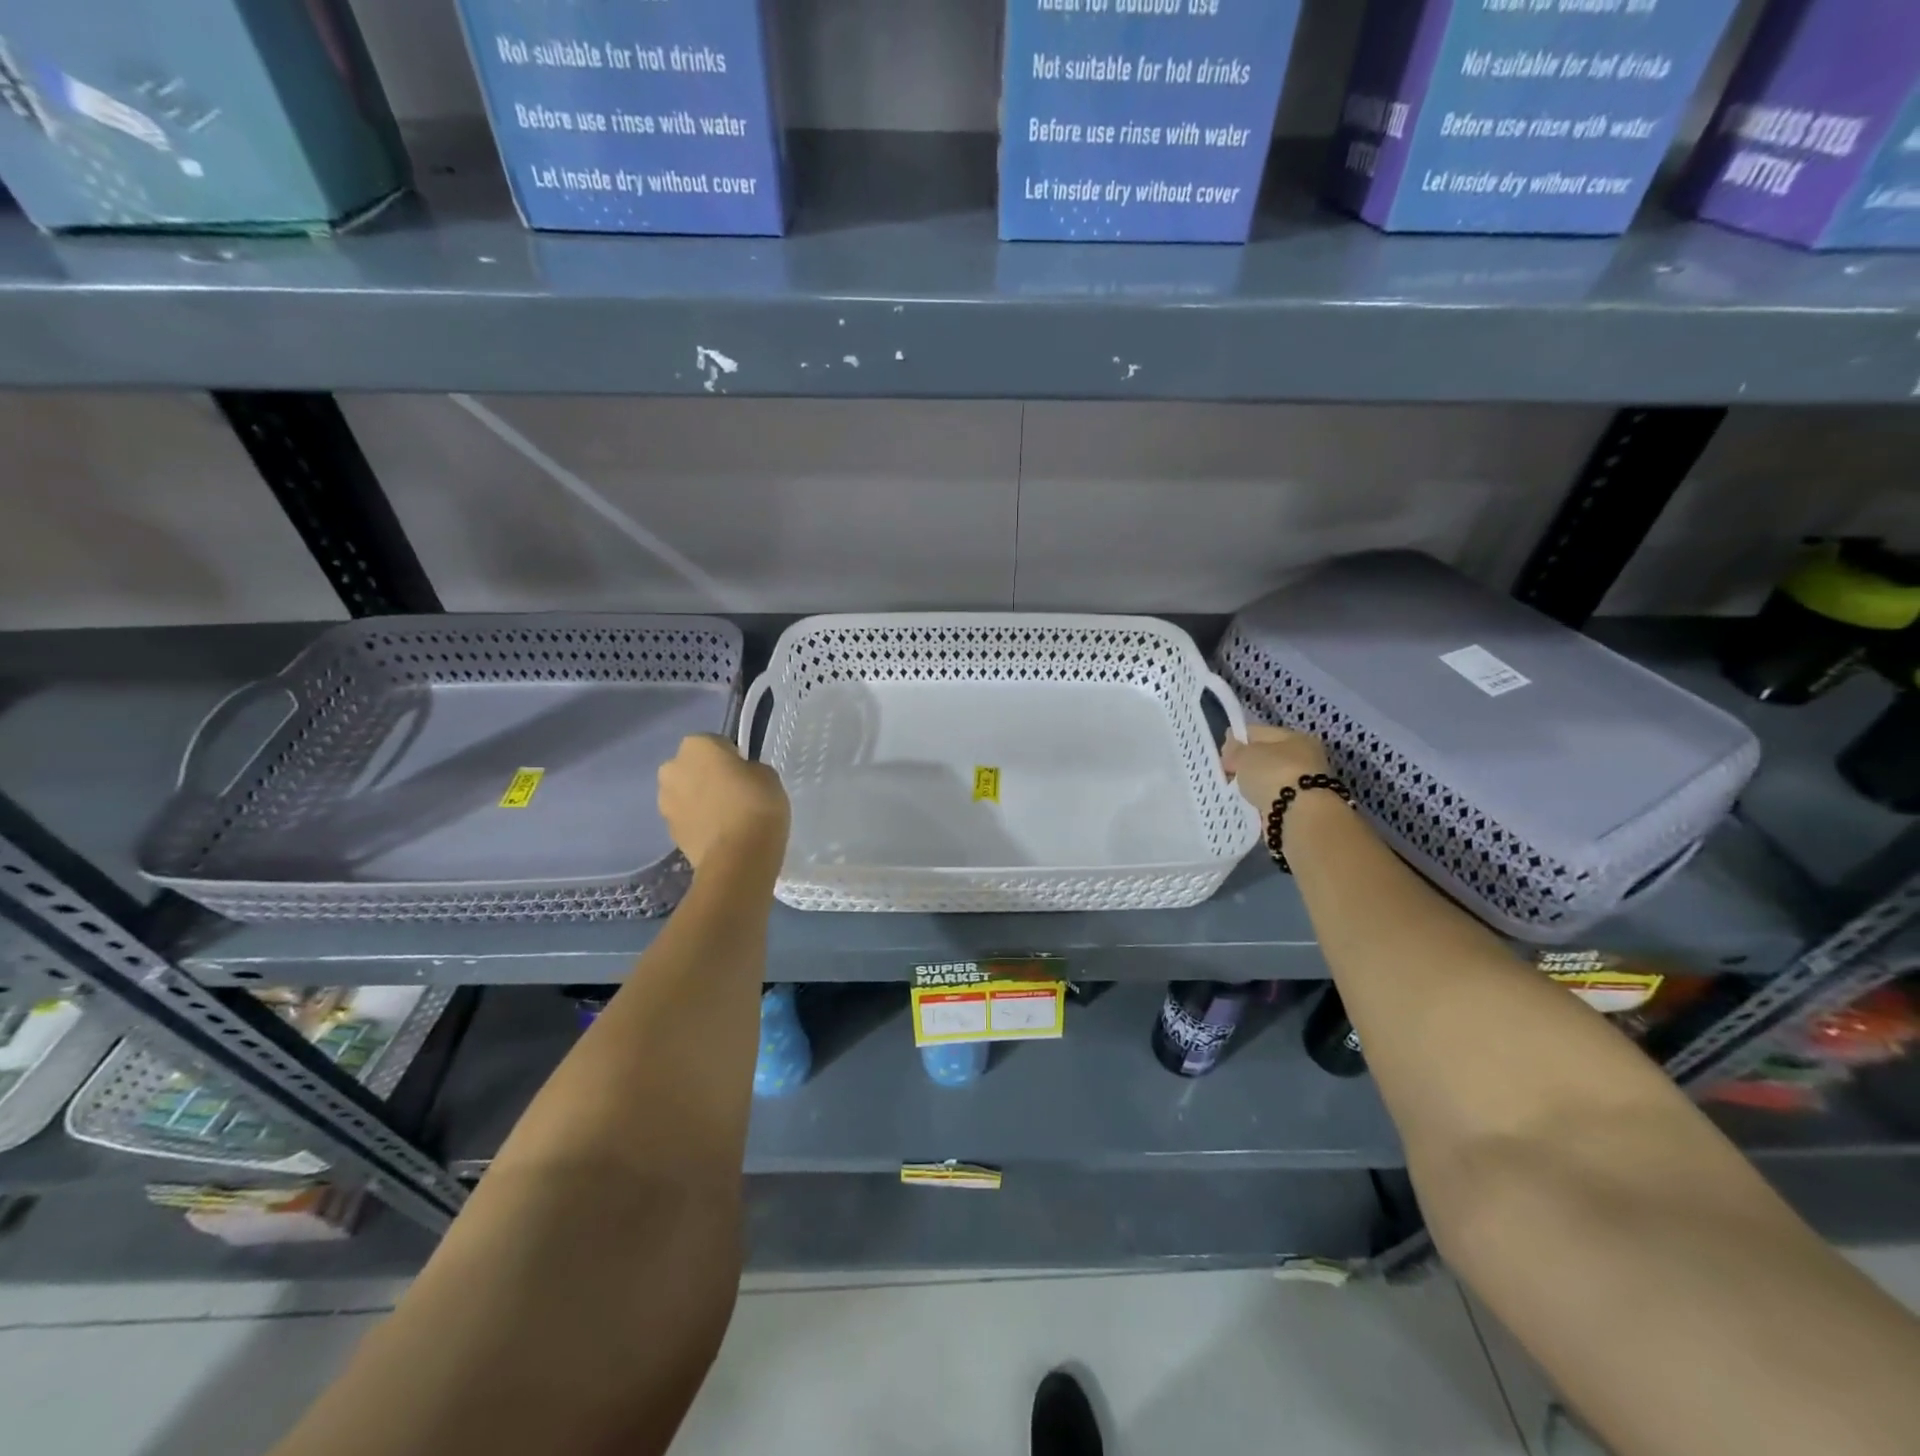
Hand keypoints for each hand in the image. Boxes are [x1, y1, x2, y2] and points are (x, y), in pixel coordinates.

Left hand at [657, 734, 789, 870]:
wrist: (738, 858)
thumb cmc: (756, 805)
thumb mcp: (767, 775)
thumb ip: (748, 769)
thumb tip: (739, 777)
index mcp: (696, 745)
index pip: (716, 743)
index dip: (733, 758)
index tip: (746, 774)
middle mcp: (672, 767)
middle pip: (693, 767)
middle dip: (708, 776)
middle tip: (735, 793)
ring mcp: (665, 801)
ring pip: (686, 793)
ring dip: (701, 800)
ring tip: (727, 817)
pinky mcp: (668, 831)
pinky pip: (686, 818)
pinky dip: (699, 822)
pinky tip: (720, 834)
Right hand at [1221, 725, 1332, 812]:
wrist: (1301, 815)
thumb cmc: (1274, 775)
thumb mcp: (1245, 755)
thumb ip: (1235, 749)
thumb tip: (1232, 748)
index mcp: (1295, 736)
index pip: (1259, 732)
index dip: (1237, 741)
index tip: (1222, 757)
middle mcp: (1306, 756)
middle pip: (1268, 756)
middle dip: (1248, 764)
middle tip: (1230, 775)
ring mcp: (1306, 782)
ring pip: (1272, 778)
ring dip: (1257, 784)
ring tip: (1241, 792)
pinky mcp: (1303, 805)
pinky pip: (1276, 797)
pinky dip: (1265, 800)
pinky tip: (1254, 804)